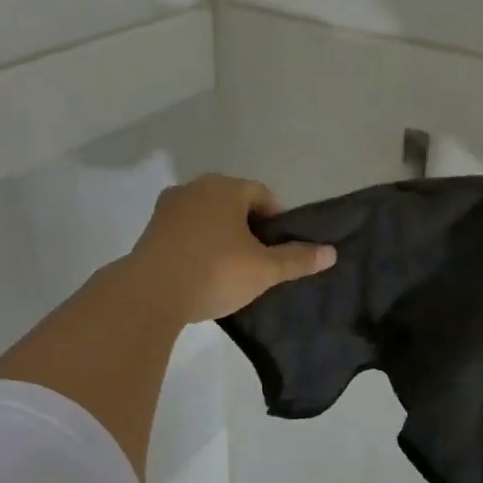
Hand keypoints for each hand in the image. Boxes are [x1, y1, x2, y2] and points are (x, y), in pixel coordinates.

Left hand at [127, 174, 335, 323]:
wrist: (151, 294)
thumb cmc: (215, 271)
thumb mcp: (264, 269)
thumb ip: (297, 259)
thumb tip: (331, 252)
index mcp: (225, 188)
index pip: (262, 195)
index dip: (277, 220)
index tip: (282, 248)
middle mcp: (194, 188)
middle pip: (233, 204)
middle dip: (249, 228)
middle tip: (260, 259)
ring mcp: (168, 208)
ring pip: (207, 218)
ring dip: (222, 236)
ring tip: (232, 269)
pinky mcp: (151, 231)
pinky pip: (186, 232)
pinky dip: (199, 246)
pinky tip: (204, 273)